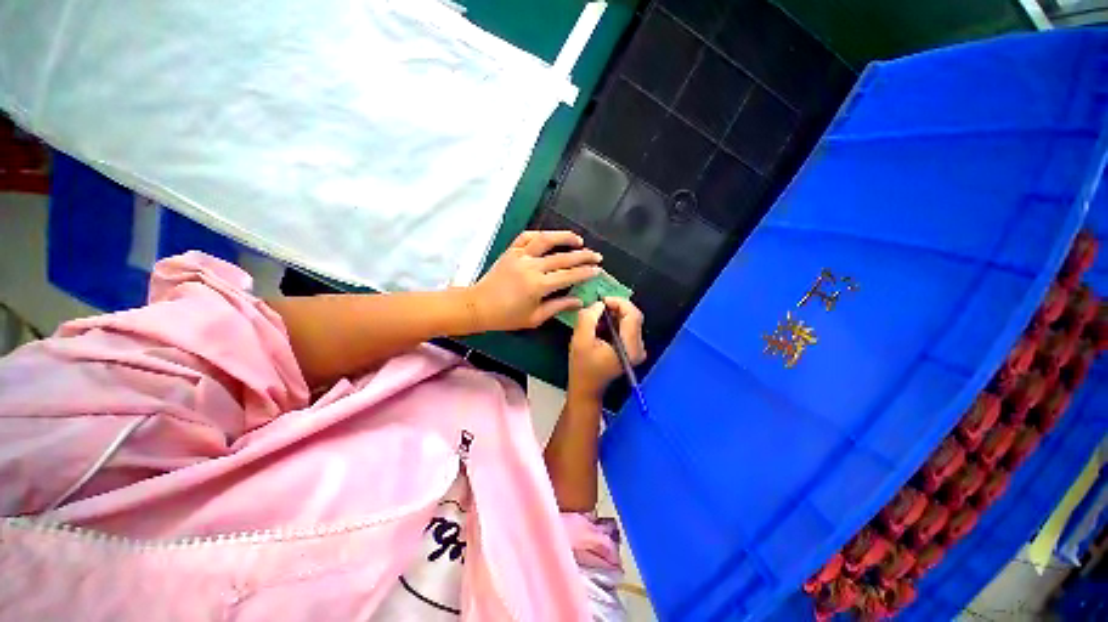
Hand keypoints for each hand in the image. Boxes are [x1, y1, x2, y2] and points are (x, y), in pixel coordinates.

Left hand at [469, 230, 601, 331]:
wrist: (478, 306)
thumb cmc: (506, 317)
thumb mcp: (535, 318)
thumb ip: (558, 307)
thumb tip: (579, 301)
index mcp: (538, 285)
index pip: (568, 275)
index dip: (585, 272)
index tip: (597, 270)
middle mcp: (531, 266)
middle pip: (562, 257)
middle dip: (583, 255)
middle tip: (596, 256)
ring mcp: (520, 255)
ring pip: (546, 240)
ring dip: (564, 237)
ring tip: (579, 239)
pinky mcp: (511, 251)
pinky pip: (526, 237)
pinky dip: (540, 234)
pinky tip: (550, 237)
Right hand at [568, 298, 645, 401]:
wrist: (586, 388)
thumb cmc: (582, 367)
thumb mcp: (580, 340)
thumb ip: (588, 319)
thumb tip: (599, 304)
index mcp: (630, 348)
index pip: (633, 315)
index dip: (618, 302)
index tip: (601, 301)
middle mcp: (638, 347)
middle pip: (633, 316)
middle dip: (615, 307)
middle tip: (597, 307)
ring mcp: (636, 348)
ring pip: (629, 320)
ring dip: (613, 314)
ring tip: (596, 317)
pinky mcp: (630, 348)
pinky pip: (626, 326)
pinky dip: (613, 321)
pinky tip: (600, 325)